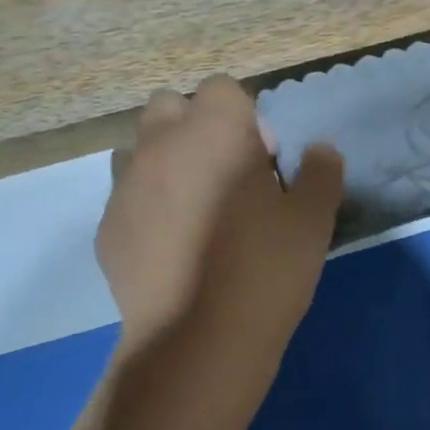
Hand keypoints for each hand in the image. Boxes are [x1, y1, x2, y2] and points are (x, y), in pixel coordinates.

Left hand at [100, 75, 342, 365]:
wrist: (198, 340)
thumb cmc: (265, 271)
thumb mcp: (312, 222)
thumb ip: (321, 174)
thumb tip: (321, 150)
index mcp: (214, 132)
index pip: (224, 90)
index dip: (247, 120)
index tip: (264, 163)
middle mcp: (160, 145)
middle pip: (171, 107)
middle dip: (197, 129)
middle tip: (227, 179)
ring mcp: (125, 187)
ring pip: (141, 150)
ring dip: (167, 164)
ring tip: (195, 213)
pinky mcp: (107, 229)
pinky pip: (127, 200)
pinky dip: (148, 210)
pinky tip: (172, 252)